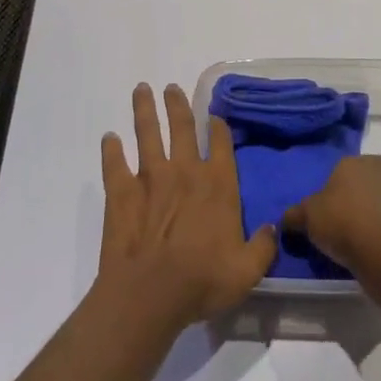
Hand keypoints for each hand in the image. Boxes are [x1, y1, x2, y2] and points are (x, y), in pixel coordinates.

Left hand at [98, 83, 277, 330]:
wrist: (150, 293)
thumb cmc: (203, 280)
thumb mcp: (247, 270)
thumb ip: (263, 246)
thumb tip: (273, 227)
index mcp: (217, 184)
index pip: (220, 143)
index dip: (218, 126)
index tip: (214, 114)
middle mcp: (185, 171)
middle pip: (181, 127)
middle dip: (177, 104)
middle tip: (171, 87)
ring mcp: (150, 178)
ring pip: (147, 134)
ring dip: (144, 110)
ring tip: (141, 90)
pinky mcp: (121, 193)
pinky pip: (115, 164)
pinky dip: (111, 150)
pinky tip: (108, 138)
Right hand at [281, 154, 380, 273]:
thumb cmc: (342, 220)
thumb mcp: (307, 217)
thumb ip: (295, 216)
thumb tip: (285, 219)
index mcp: (357, 164)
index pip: (364, 161)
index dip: (356, 174)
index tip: (343, 191)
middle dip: (370, 193)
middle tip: (352, 212)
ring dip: (379, 217)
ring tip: (359, 240)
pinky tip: (371, 254)